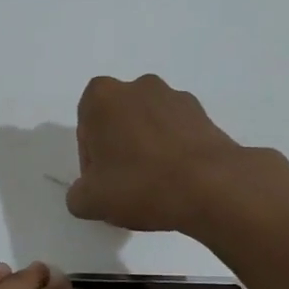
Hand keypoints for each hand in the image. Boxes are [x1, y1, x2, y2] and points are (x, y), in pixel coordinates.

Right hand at [66, 74, 288, 234]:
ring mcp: (174, 97)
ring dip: (147, 148)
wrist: (212, 187)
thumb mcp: (90, 201)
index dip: (91, 160)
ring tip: (156, 185)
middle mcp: (137, 86)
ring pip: (148, 125)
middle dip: (119, 149)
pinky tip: (178, 181)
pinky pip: (177, 132)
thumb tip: (86, 193)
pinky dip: (173, 151)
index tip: (102, 184)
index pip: (86, 129)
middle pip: (117, 122)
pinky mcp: (204, 114)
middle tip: (126, 186)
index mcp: (102, 97)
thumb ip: (77, 195)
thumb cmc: (140, 185)